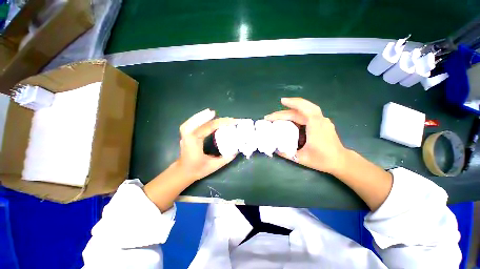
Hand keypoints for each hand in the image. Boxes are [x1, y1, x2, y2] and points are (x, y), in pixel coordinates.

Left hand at [177, 108, 237, 181]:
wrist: (183, 172)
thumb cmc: (197, 170)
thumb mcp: (214, 166)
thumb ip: (226, 158)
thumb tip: (237, 150)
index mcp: (194, 143)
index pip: (208, 128)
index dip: (221, 123)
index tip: (233, 121)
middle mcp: (188, 137)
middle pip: (199, 122)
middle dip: (211, 117)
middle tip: (222, 116)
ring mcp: (185, 135)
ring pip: (191, 121)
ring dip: (202, 115)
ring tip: (211, 112)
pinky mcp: (186, 135)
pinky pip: (190, 123)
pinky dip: (196, 118)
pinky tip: (202, 117)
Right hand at [265, 97, 346, 173]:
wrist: (340, 161)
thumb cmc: (322, 160)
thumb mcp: (301, 158)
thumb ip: (286, 153)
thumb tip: (274, 148)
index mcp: (316, 125)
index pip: (302, 110)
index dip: (291, 104)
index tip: (280, 102)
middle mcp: (320, 119)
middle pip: (300, 109)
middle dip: (284, 111)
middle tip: (271, 116)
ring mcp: (322, 120)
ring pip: (305, 109)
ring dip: (290, 109)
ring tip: (278, 115)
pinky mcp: (321, 122)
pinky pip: (308, 113)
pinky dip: (297, 112)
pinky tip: (290, 118)